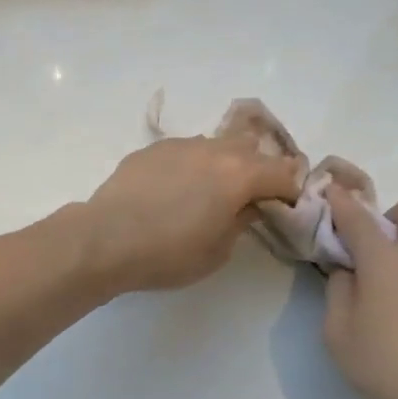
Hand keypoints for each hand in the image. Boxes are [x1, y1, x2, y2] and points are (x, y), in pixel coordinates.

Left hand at [80, 134, 303, 292]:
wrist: (106, 239)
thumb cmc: (169, 253)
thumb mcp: (218, 251)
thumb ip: (241, 222)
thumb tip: (248, 206)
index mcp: (240, 174)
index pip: (284, 172)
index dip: (291, 190)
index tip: (286, 207)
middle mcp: (214, 149)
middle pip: (252, 148)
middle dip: (260, 169)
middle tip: (252, 196)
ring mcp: (181, 144)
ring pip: (216, 145)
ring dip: (224, 164)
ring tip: (210, 191)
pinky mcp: (152, 149)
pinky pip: (185, 152)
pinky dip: (192, 166)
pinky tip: (175, 191)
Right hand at [322, 186, 397, 398]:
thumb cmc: (384, 363)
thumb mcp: (338, 331)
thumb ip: (338, 290)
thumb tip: (348, 270)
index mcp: (385, 259)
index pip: (357, 216)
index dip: (340, 200)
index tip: (329, 189)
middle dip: (389, 215)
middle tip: (371, 246)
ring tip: (393, 269)